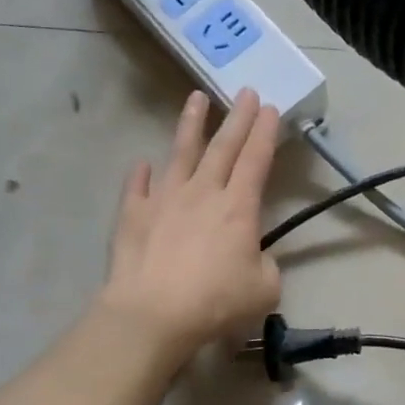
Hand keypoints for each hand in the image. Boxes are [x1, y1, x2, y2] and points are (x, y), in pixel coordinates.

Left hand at [101, 89, 282, 362]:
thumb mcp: (264, 289)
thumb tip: (254, 257)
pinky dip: (139, 174)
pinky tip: (141, 164)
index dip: (266, 134)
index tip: (271, 108)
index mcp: (238, 208)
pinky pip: (136, 187)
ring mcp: (164, 199)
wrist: (154, 313)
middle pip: (223, 148)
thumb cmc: (216, 302)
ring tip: (196, 98)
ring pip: (180, 153)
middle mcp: (202, 193)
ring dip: (190, 125)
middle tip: (247, 92)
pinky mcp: (133, 215)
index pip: (256, 161)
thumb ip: (265, 265)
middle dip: (238, 118)